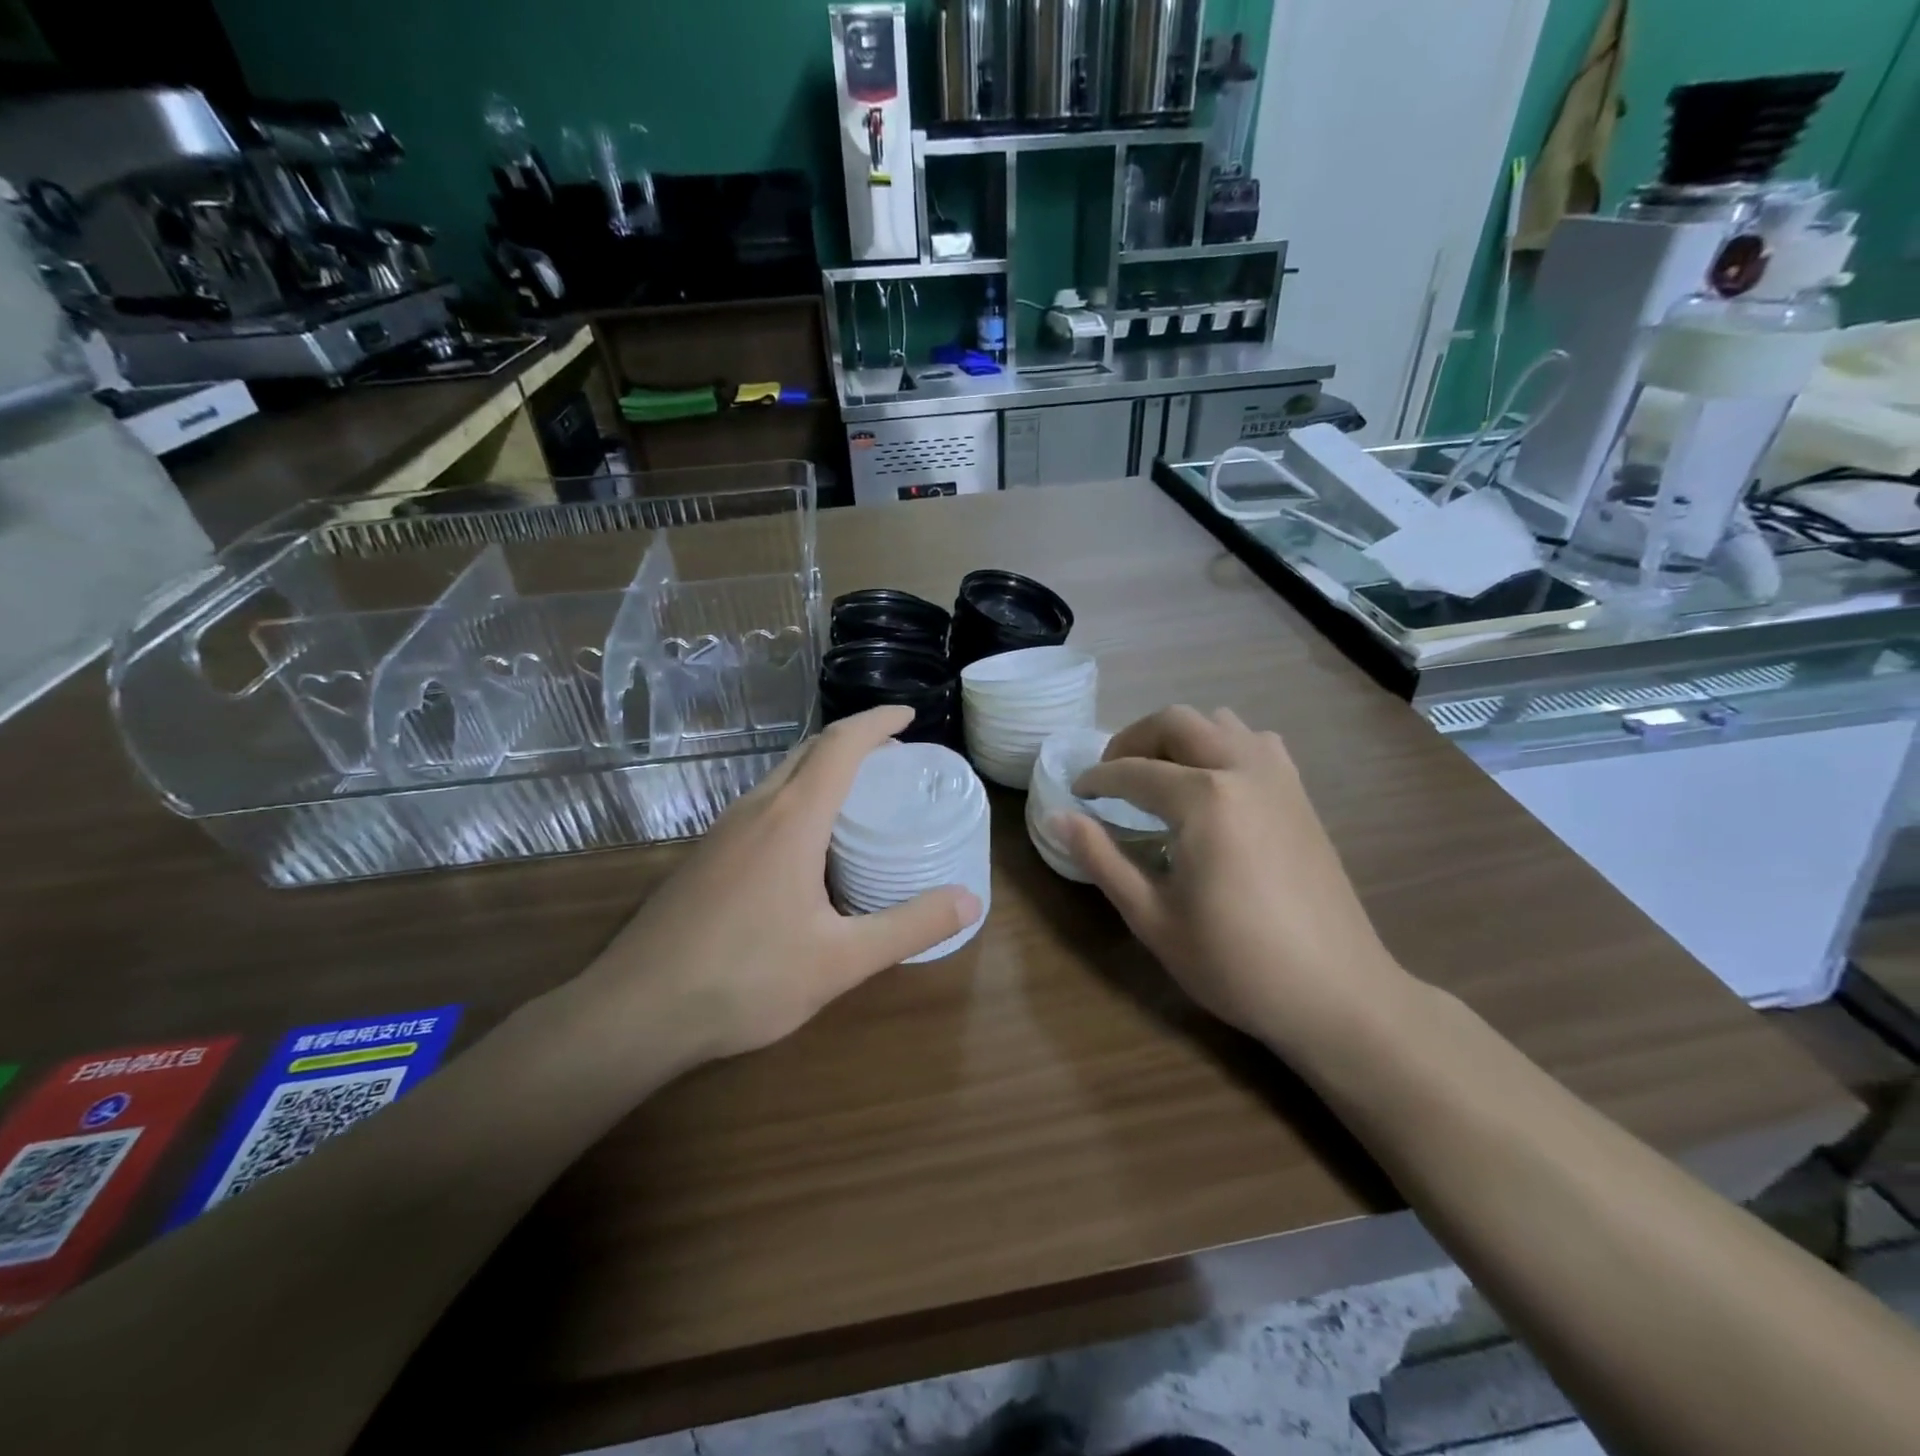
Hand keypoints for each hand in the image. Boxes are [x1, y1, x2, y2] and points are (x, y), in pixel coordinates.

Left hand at [581, 706, 981, 1063]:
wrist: (634, 1012)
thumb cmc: (745, 979)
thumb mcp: (840, 960)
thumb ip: (909, 927)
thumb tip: (971, 901)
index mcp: (792, 819)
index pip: (841, 744)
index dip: (877, 722)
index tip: (909, 715)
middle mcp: (755, 810)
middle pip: (809, 751)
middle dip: (854, 741)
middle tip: (894, 759)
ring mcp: (722, 831)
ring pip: (780, 777)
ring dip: (823, 769)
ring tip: (859, 797)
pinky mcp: (705, 856)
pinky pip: (761, 805)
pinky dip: (797, 799)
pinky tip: (808, 846)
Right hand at [1055, 706, 1404, 1053]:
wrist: (1337, 993)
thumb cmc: (1236, 963)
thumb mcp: (1153, 918)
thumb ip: (1102, 859)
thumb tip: (1058, 817)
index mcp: (1204, 799)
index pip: (1133, 772)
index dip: (1097, 779)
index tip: (1076, 793)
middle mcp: (1242, 769)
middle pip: (1176, 722)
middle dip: (1133, 741)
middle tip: (1111, 777)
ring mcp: (1279, 777)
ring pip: (1219, 722)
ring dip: (1179, 737)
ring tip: (1157, 776)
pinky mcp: (1300, 794)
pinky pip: (1255, 742)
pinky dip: (1223, 745)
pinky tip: (1213, 785)